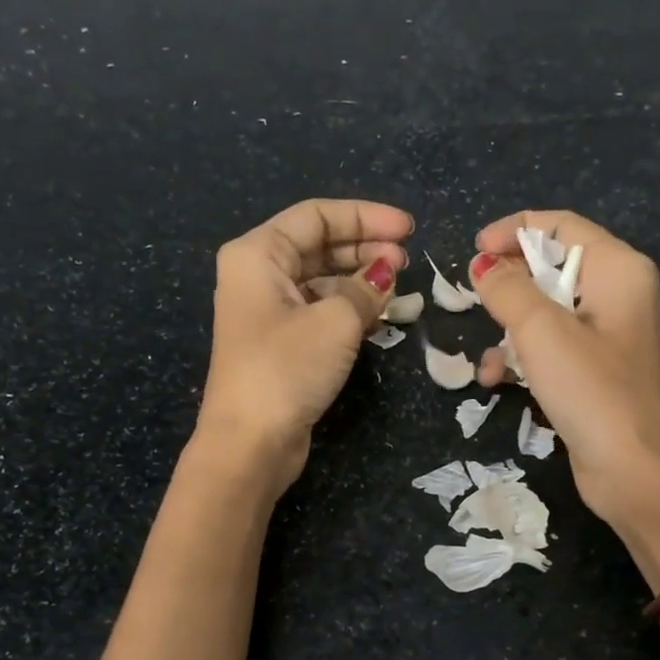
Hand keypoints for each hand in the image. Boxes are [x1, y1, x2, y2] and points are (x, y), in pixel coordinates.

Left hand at [197, 198, 411, 491]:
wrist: (250, 443)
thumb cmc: (286, 369)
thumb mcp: (335, 321)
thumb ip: (366, 288)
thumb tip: (386, 272)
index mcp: (257, 254)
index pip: (316, 216)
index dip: (366, 217)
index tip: (408, 230)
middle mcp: (258, 276)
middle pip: (318, 245)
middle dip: (365, 248)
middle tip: (407, 262)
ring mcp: (267, 312)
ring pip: (321, 280)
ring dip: (360, 282)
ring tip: (398, 290)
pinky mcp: (280, 344)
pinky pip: (319, 311)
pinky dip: (348, 310)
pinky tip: (379, 318)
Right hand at [470, 210, 659, 526]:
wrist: (631, 470)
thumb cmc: (590, 390)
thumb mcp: (541, 331)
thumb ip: (506, 289)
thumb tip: (481, 265)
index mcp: (618, 269)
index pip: (561, 225)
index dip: (514, 231)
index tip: (473, 249)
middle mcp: (618, 293)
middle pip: (551, 267)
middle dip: (508, 286)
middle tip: (473, 301)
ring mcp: (607, 334)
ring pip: (545, 311)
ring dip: (509, 330)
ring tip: (488, 359)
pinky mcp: (594, 369)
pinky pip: (551, 346)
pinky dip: (523, 357)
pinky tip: (496, 381)